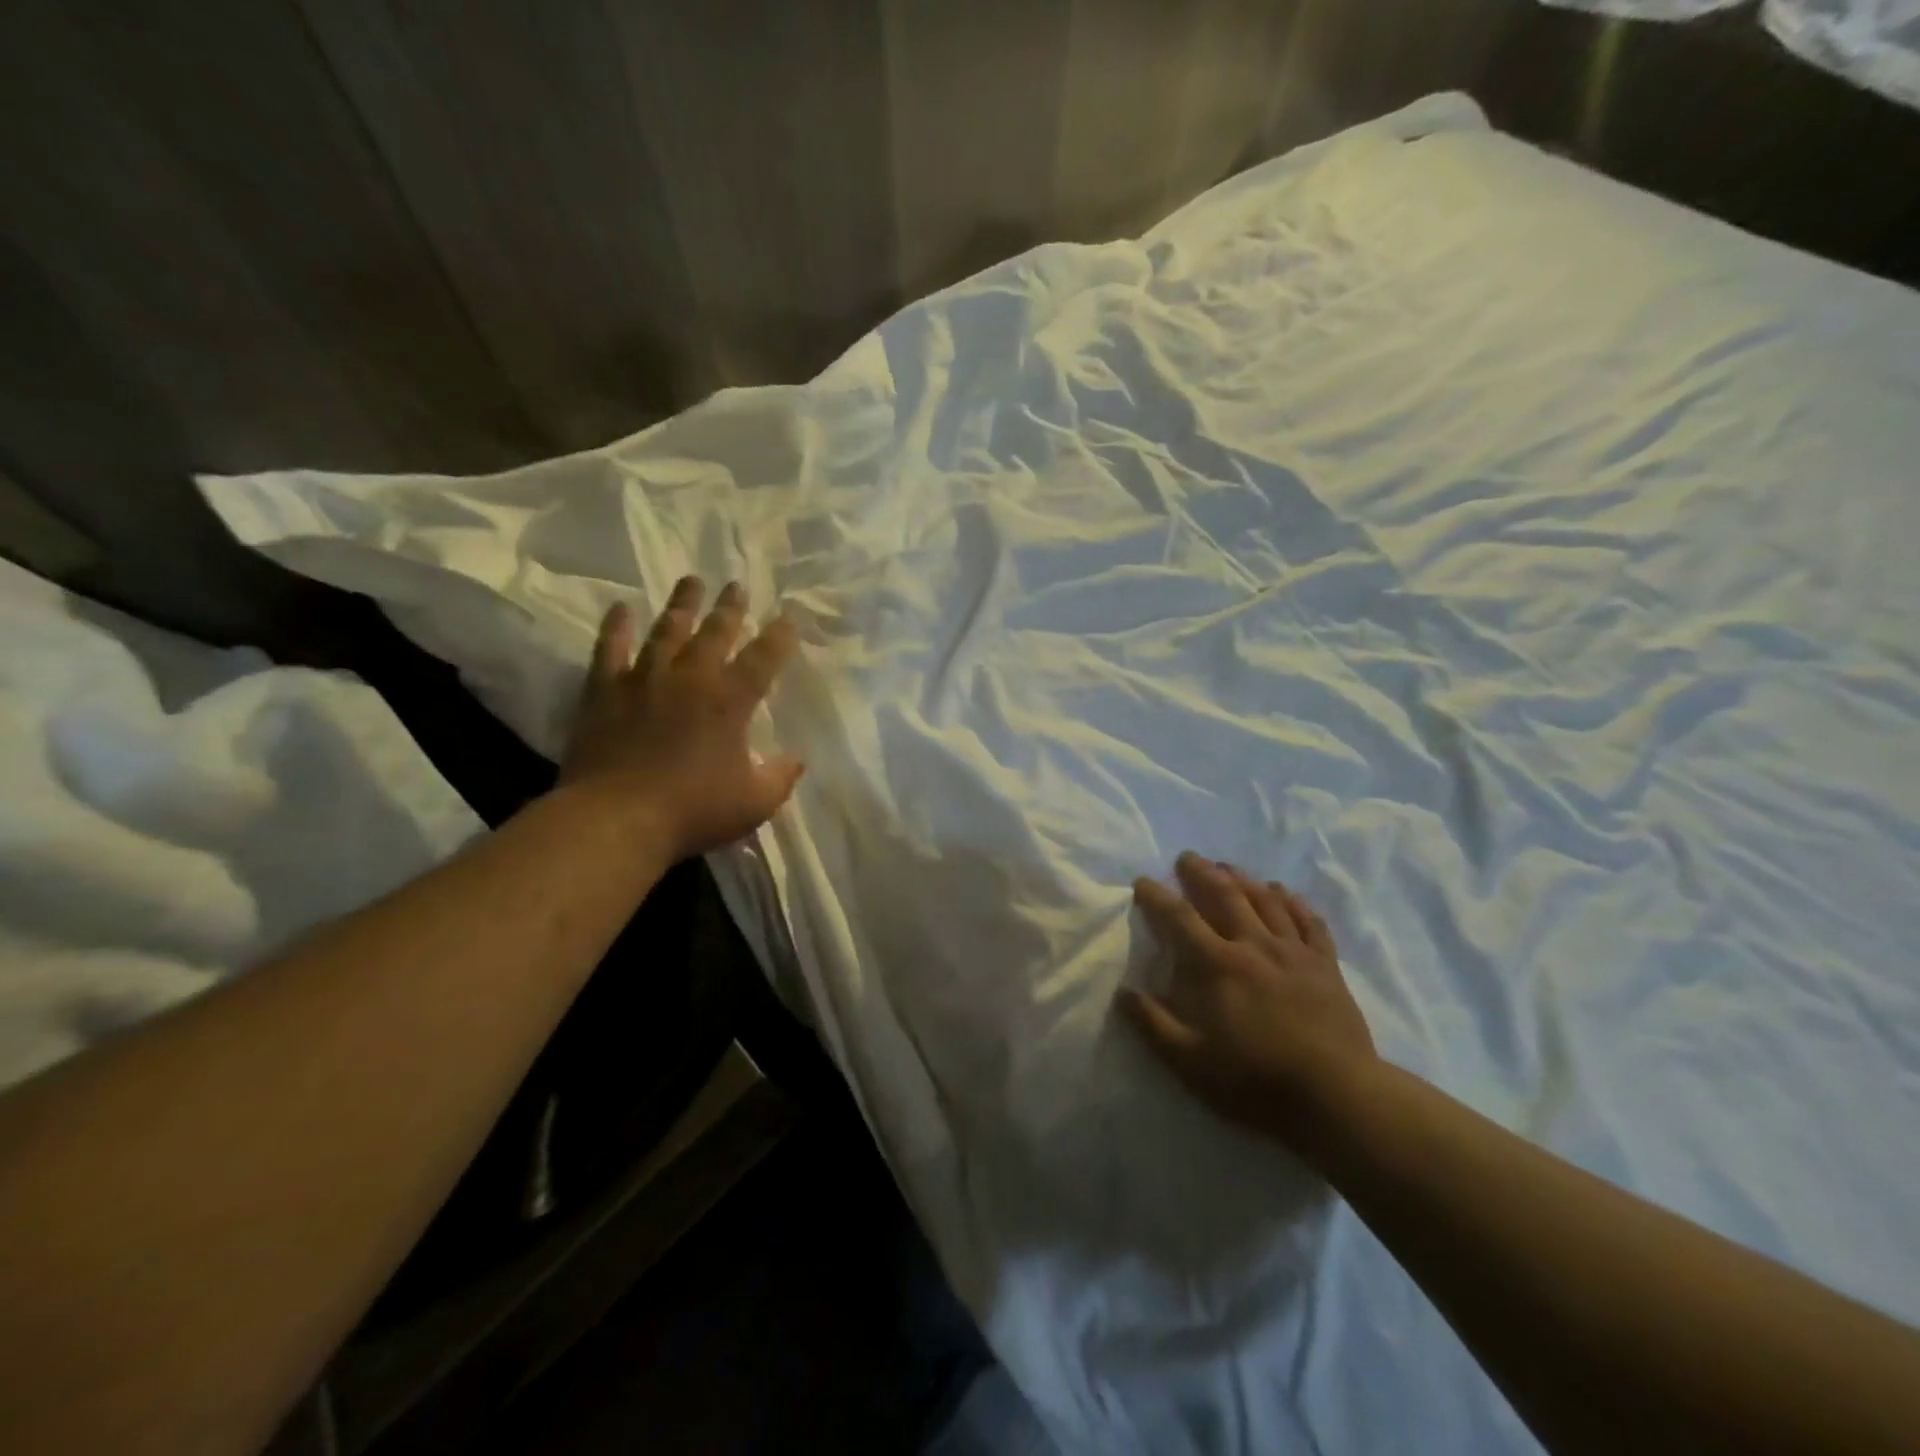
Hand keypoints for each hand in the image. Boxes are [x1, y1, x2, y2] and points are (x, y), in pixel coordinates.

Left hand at [560, 578, 803, 861]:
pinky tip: (621, 608)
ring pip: (667, 630)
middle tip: (736, 585)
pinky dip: (616, 627)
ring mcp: (645, 679)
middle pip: (715, 631)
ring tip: (691, 581)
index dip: (780, 636)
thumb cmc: (694, 811)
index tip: (788, 618)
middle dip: (730, 608)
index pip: (764, 658)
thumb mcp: (755, 802)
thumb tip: (798, 759)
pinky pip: (610, 648)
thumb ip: (781, 777)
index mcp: (731, 701)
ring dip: (682, 604)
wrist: (617, 819)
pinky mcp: (605, 690)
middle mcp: (691, 678)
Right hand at [1119, 852, 1377, 1159]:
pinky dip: (1294, 902)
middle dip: (1202, 872)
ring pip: (1266, 901)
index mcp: (1217, 965)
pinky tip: (1284, 893)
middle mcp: (1254, 945)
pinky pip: (1309, 921)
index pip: (1179, 917)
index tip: (1142, 881)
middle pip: (1225, 895)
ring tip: (1228, 867)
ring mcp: (1294, 952)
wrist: (1337, 1097)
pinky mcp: (1326, 964)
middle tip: (1187, 857)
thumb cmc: (1256, 1080)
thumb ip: (1153, 1023)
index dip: (1157, 896)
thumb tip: (1123, 992)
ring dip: (1244, 879)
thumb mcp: (1190, 1061)